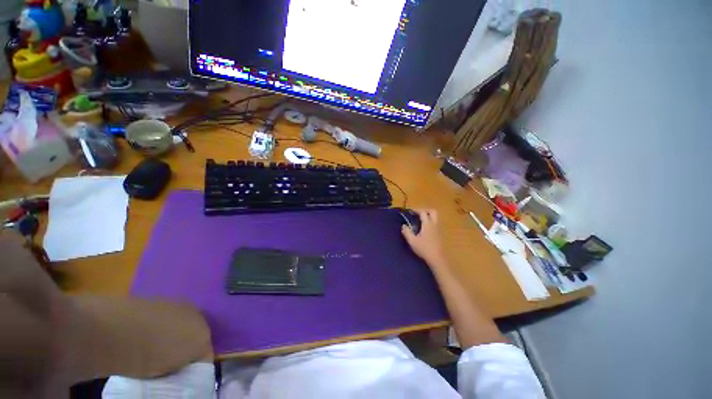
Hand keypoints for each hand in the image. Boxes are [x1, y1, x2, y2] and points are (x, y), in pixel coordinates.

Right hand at [401, 209, 446, 266]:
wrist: (437, 259)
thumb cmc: (424, 249)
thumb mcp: (412, 241)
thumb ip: (407, 232)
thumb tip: (404, 225)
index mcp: (428, 224)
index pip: (423, 212)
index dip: (416, 210)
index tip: (410, 211)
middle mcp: (434, 224)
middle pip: (432, 212)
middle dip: (425, 210)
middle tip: (417, 214)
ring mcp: (439, 229)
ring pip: (435, 218)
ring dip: (428, 216)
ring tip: (420, 221)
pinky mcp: (440, 234)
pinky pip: (436, 224)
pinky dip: (430, 222)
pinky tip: (424, 229)